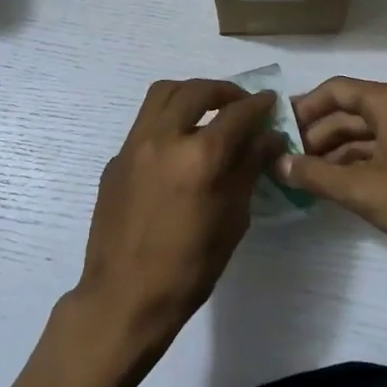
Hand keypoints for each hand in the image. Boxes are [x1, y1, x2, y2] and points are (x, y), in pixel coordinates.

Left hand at [71, 79, 286, 357]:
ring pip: (162, 95)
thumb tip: (267, 138)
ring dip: (190, 94)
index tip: (270, 103)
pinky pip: (145, 123)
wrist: (124, 296)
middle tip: (240, 104)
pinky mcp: (116, 159)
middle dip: (224, 91)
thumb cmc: (188, 268)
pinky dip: (167, 120)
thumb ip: (248, 170)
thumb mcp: (232, 220)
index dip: (259, 105)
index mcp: (199, 157)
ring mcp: (133, 145)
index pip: (237, 114)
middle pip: (195, 90)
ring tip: (208, 112)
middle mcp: (163, 138)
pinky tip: (179, 147)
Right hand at [280, 76, 386, 273]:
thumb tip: (278, 163)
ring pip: (364, 135)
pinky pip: (380, 152)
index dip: (303, 107)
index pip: (335, 90)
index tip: (278, 130)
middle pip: (348, 112)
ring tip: (304, 177)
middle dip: (315, 134)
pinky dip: (355, 165)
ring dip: (333, 153)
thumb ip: (315, 175)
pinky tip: (336, 188)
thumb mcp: (362, 190)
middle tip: (285, 159)